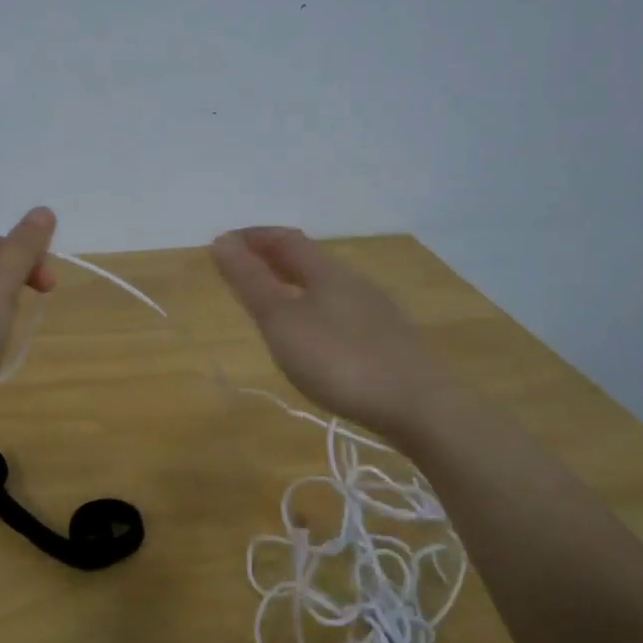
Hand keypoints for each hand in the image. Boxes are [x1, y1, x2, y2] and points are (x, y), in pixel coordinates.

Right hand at [211, 227, 450, 437]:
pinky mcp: (389, 341)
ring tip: (274, 300)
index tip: (224, 242)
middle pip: (309, 260)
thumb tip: (222, 241)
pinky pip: (342, 310)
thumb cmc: (340, 360)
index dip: (254, 236)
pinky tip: (316, 335)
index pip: (285, 240)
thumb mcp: (283, 321)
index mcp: (326, 272)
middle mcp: (354, 283)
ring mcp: (376, 312)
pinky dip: (315, 308)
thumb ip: (251, 282)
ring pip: (327, 286)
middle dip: (273, 257)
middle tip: (243, 267)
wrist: (420, 406)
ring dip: (295, 284)